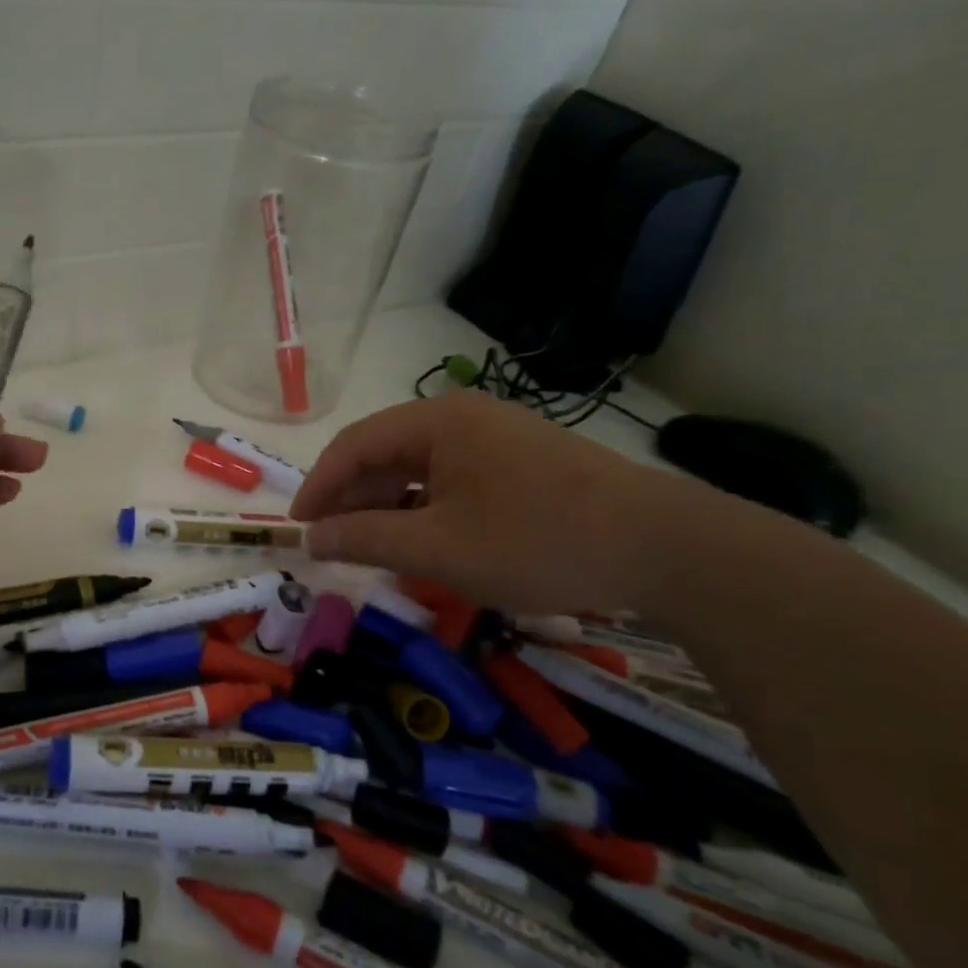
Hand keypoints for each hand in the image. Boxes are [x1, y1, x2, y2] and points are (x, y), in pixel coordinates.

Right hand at [291, 389, 685, 614]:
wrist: (669, 550)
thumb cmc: (539, 541)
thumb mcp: (439, 549)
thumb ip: (365, 539)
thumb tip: (311, 538)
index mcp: (437, 422)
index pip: (354, 445)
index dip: (318, 485)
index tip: (298, 527)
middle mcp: (463, 417)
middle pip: (385, 451)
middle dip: (352, 497)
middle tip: (331, 542)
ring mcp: (497, 437)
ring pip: (419, 467)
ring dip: (388, 504)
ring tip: (372, 546)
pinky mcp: (523, 461)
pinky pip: (453, 478)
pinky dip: (426, 507)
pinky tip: (425, 540)